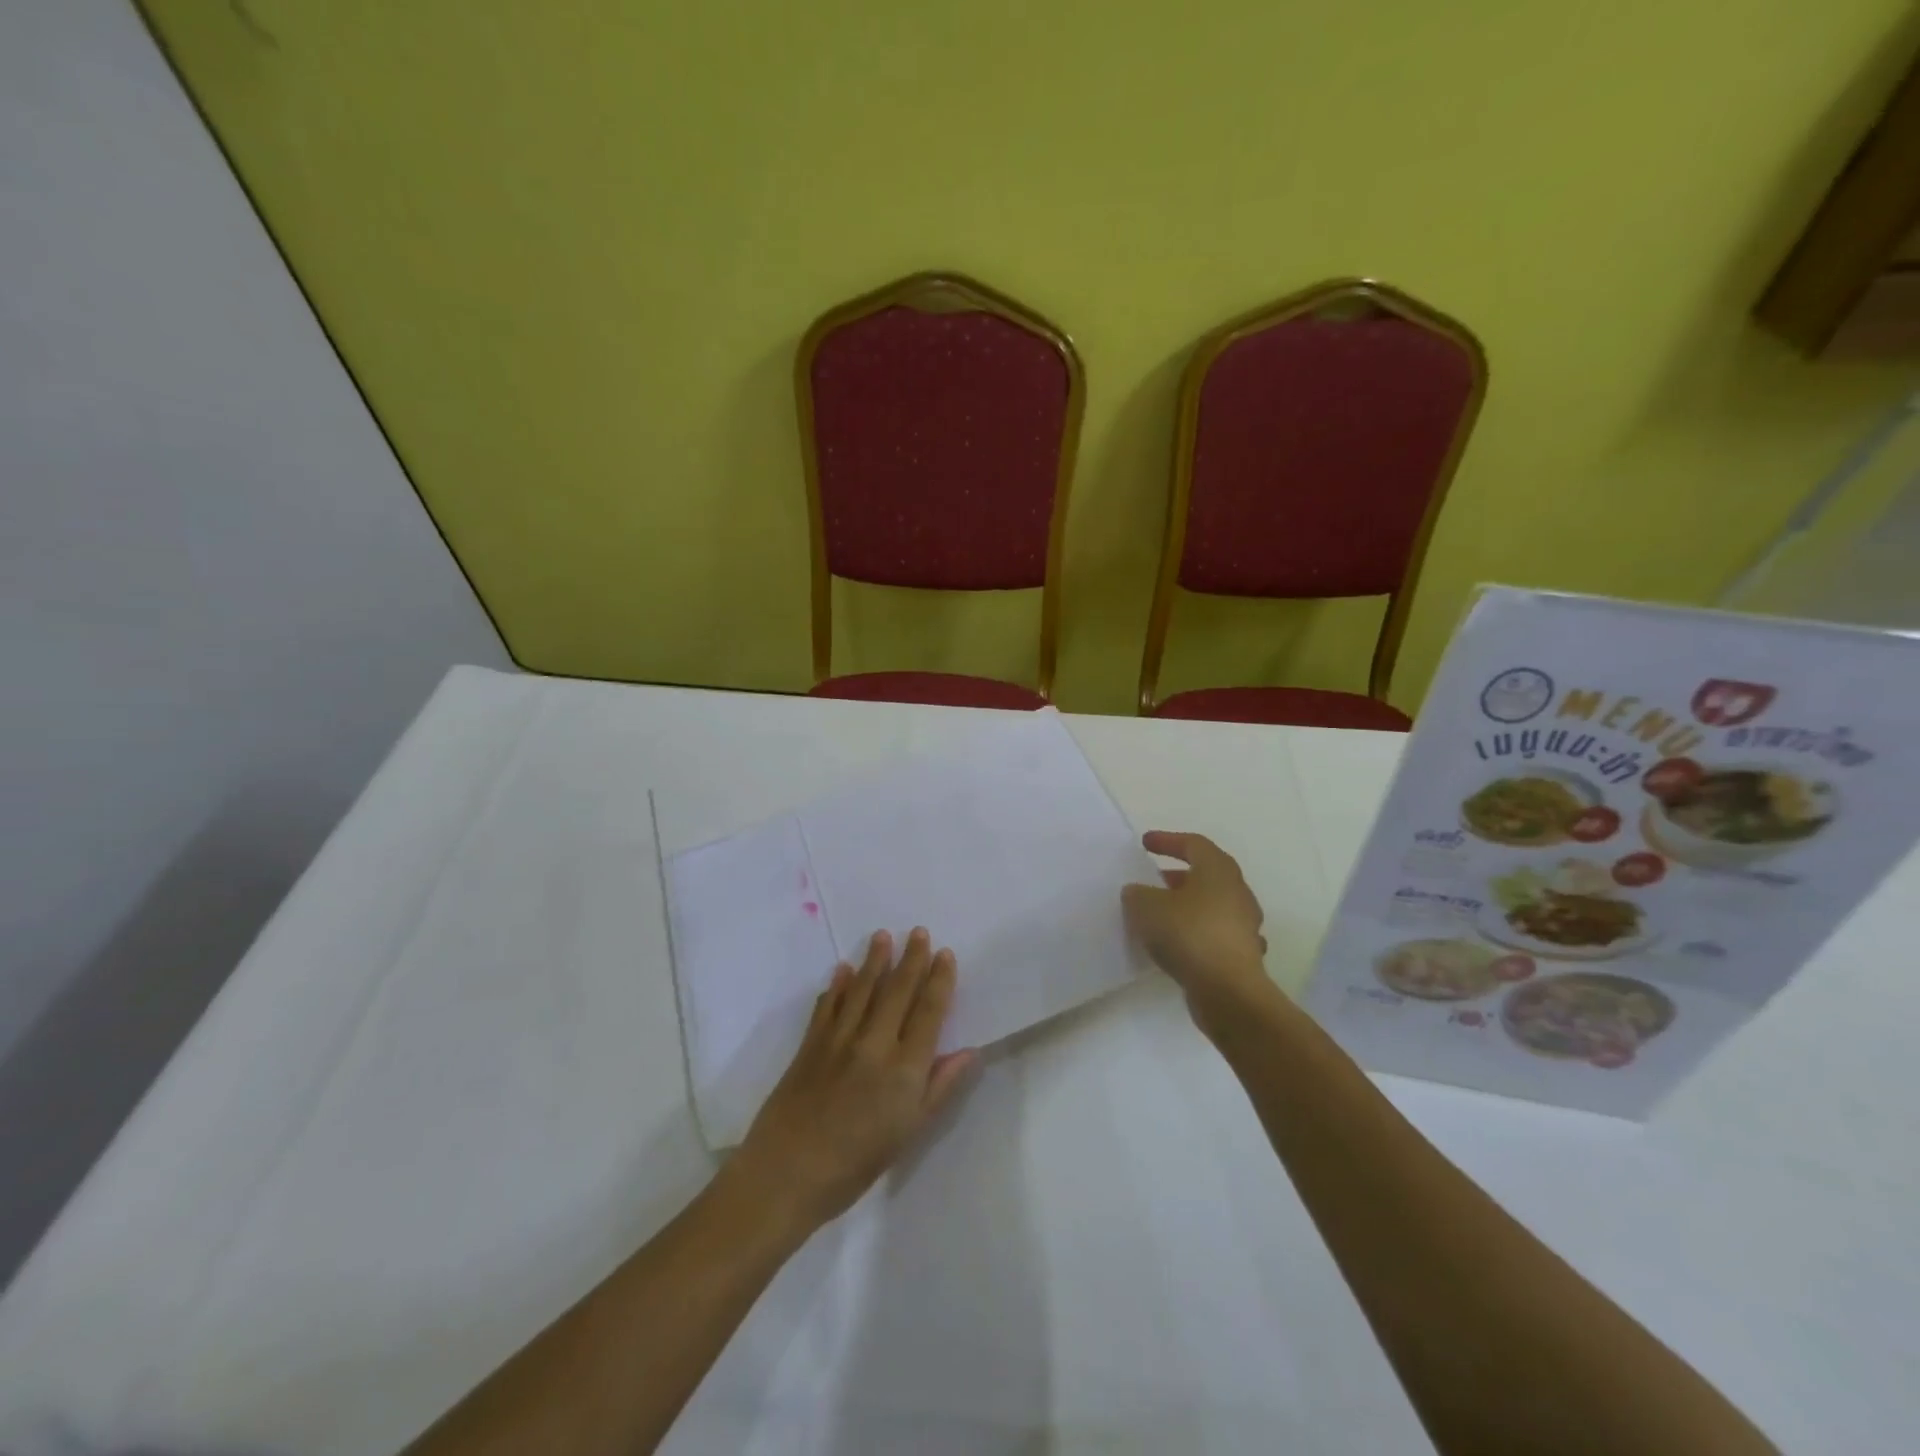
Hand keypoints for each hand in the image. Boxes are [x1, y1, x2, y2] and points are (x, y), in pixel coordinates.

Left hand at [731, 928, 977, 1231]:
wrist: (786, 1175)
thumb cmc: (856, 1164)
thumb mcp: (909, 1134)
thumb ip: (940, 1088)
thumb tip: (970, 1052)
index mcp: (904, 1069)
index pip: (928, 1012)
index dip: (939, 981)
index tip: (945, 954)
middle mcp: (874, 1044)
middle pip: (897, 991)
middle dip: (911, 959)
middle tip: (918, 931)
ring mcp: (839, 1040)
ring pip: (862, 989)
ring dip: (874, 961)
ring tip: (883, 936)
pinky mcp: (810, 1044)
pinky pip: (828, 1005)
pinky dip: (837, 985)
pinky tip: (842, 970)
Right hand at [1122, 831, 1271, 1021]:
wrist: (1228, 992)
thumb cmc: (1188, 935)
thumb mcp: (1146, 907)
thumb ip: (1137, 894)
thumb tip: (1138, 893)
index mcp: (1218, 870)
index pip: (1193, 844)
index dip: (1167, 840)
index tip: (1145, 844)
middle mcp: (1237, 892)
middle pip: (1206, 874)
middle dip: (1177, 876)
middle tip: (1152, 881)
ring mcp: (1244, 925)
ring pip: (1212, 905)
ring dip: (1186, 906)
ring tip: (1159, 915)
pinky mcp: (1243, 954)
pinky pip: (1214, 933)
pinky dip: (1195, 933)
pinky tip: (1177, 945)